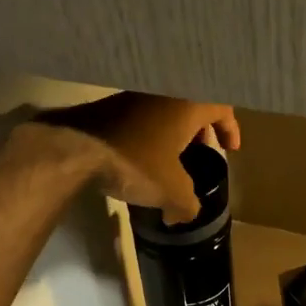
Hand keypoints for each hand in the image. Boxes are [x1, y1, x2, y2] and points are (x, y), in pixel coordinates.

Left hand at [31, 92, 239, 222]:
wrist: (75, 146)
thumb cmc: (135, 161)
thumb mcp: (170, 191)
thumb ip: (187, 204)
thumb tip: (185, 215)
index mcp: (187, 103)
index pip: (221, 107)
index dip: (230, 128)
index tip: (230, 148)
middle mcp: (164, 90)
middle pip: (194, 104)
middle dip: (203, 128)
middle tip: (205, 150)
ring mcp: (135, 94)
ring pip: (167, 108)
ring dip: (176, 129)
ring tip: (175, 157)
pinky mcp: (111, 104)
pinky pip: (144, 113)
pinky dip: (152, 130)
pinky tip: (145, 155)